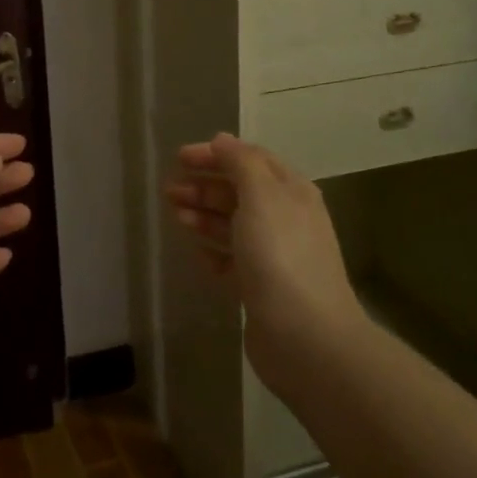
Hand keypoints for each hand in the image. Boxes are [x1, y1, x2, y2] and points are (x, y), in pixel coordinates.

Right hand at [164, 133, 367, 394]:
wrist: (306, 338)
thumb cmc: (281, 255)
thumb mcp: (261, 196)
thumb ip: (241, 163)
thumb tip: (222, 140)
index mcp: (291, 191)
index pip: (250, 160)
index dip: (216, 154)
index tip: (179, 157)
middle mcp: (285, 218)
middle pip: (239, 192)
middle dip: (204, 186)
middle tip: (169, 190)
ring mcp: (274, 255)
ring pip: (232, 225)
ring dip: (204, 215)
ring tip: (176, 215)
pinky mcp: (261, 287)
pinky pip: (232, 260)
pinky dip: (213, 251)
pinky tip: (196, 252)